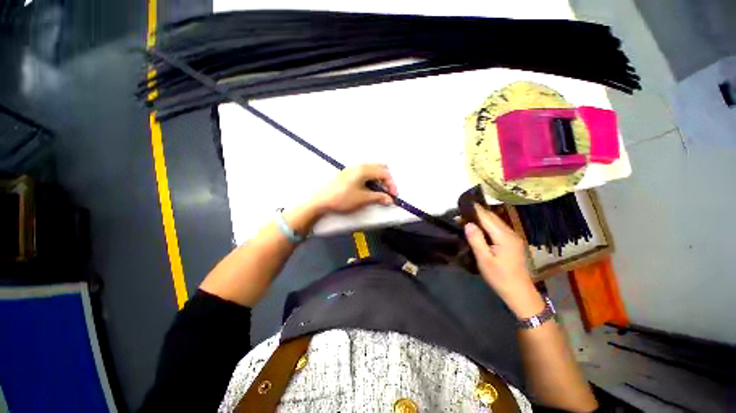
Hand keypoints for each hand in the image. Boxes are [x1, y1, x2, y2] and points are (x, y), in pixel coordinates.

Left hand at [310, 164, 397, 213]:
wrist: (321, 201)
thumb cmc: (342, 198)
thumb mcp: (363, 199)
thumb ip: (378, 197)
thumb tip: (389, 199)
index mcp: (364, 170)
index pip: (384, 173)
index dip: (391, 184)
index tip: (393, 195)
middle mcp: (359, 166)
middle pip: (379, 168)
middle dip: (386, 180)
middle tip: (387, 192)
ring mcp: (352, 169)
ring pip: (372, 170)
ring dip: (378, 180)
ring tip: (378, 192)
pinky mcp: (348, 174)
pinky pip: (364, 173)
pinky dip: (371, 180)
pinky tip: (368, 189)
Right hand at [464, 204, 545, 318]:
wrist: (519, 292)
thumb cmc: (499, 277)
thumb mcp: (484, 259)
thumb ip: (476, 239)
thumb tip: (468, 223)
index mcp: (504, 236)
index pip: (487, 217)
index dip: (474, 210)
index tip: (461, 205)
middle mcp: (510, 233)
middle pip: (492, 217)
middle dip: (476, 213)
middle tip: (460, 215)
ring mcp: (513, 237)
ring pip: (495, 221)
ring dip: (481, 219)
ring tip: (466, 220)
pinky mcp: (512, 242)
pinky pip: (498, 228)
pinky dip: (487, 225)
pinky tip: (479, 228)